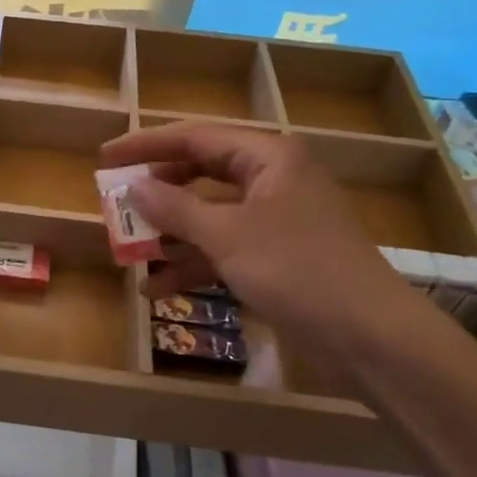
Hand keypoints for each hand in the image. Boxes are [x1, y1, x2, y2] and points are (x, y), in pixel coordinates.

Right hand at [98, 122, 436, 366]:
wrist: (371, 338)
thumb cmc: (297, 270)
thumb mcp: (227, 236)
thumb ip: (175, 208)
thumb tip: (134, 186)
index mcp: (268, 158)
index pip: (195, 137)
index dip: (146, 146)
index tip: (105, 157)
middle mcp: (272, 180)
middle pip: (201, 174)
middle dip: (158, 193)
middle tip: (116, 202)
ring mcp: (277, 220)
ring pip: (211, 215)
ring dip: (171, 234)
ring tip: (129, 252)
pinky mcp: (278, 257)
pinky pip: (226, 248)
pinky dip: (195, 263)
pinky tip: (159, 287)